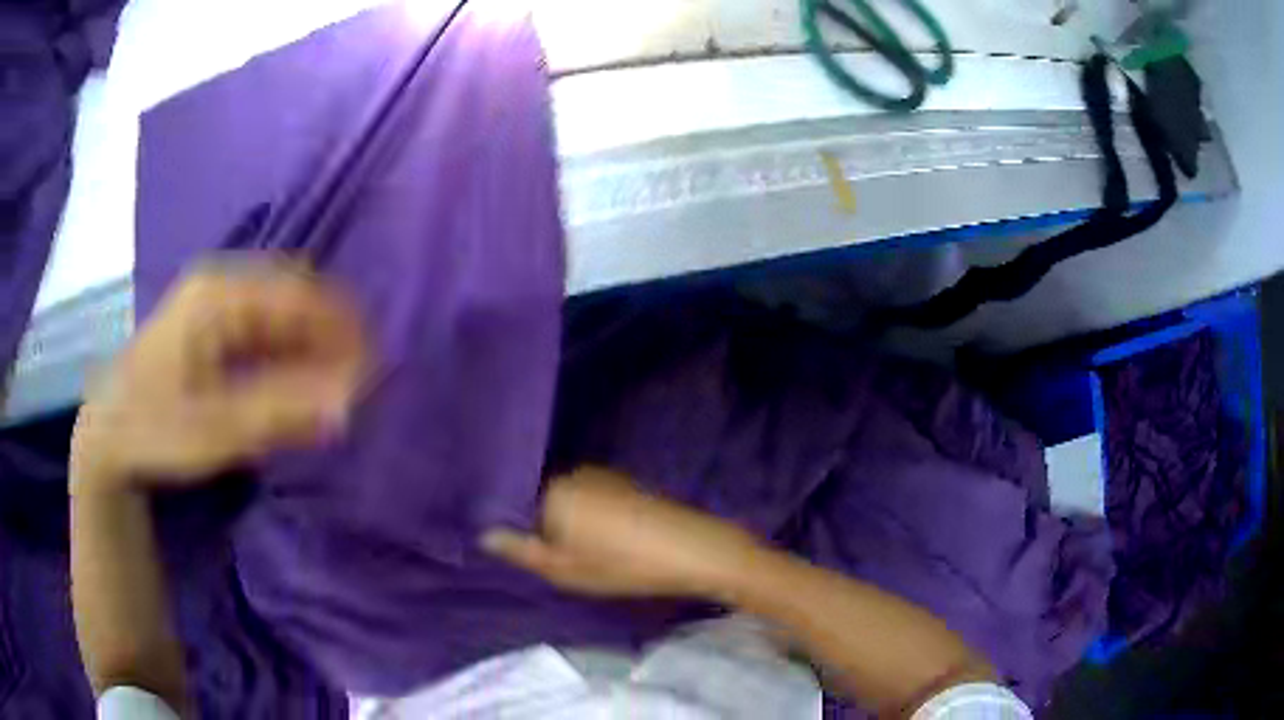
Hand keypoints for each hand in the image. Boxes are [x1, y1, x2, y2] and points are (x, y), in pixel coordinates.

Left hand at [70, 259, 368, 492]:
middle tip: (359, 383)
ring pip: (280, 314)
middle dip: (330, 337)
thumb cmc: (154, 428)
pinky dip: (288, 354)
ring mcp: (214, 303)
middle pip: (293, 298)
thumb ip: (281, 412)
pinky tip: (299, 384)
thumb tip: (350, 403)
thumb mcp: (215, 429)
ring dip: (311, 347)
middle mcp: (220, 285)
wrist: (110, 436)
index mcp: (219, 294)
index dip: (341, 330)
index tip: (375, 371)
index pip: (299, 296)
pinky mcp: (210, 326)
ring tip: (336, 387)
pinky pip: (263, 329)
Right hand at [482, 467, 761, 597]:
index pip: (517, 506)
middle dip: (546, 525)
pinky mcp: (627, 483)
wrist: (693, 549)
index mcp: (552, 491)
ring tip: (588, 552)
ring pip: (571, 500)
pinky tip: (610, 540)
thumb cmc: (622, 564)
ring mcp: (603, 476)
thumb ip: (521, 550)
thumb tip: (484, 534)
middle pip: (544, 500)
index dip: (520, 530)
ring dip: (571, 522)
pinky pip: (594, 498)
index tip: (531, 553)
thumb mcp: (565, 569)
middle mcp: (574, 474)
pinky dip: (594, 517)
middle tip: (560, 559)